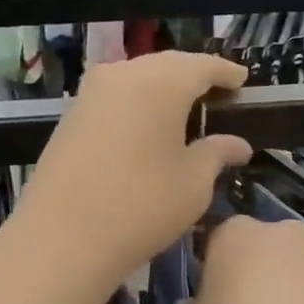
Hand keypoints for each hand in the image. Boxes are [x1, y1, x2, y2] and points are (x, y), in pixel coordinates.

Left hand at [12, 53, 251, 295]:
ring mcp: (91, 93)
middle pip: (167, 65)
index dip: (226, 72)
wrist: (61, 238)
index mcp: (161, 82)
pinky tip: (147, 126)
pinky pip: (115, 96)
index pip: (202, 66)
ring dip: (163, 88)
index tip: (243, 81)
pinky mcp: (71, 115)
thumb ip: (217, 154)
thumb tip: (238, 144)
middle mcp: (123, 74)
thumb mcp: (193, 184)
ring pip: (137, 77)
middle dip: (193, 76)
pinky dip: (138, 102)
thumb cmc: (141, 207)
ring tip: (184, 111)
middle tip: (217, 95)